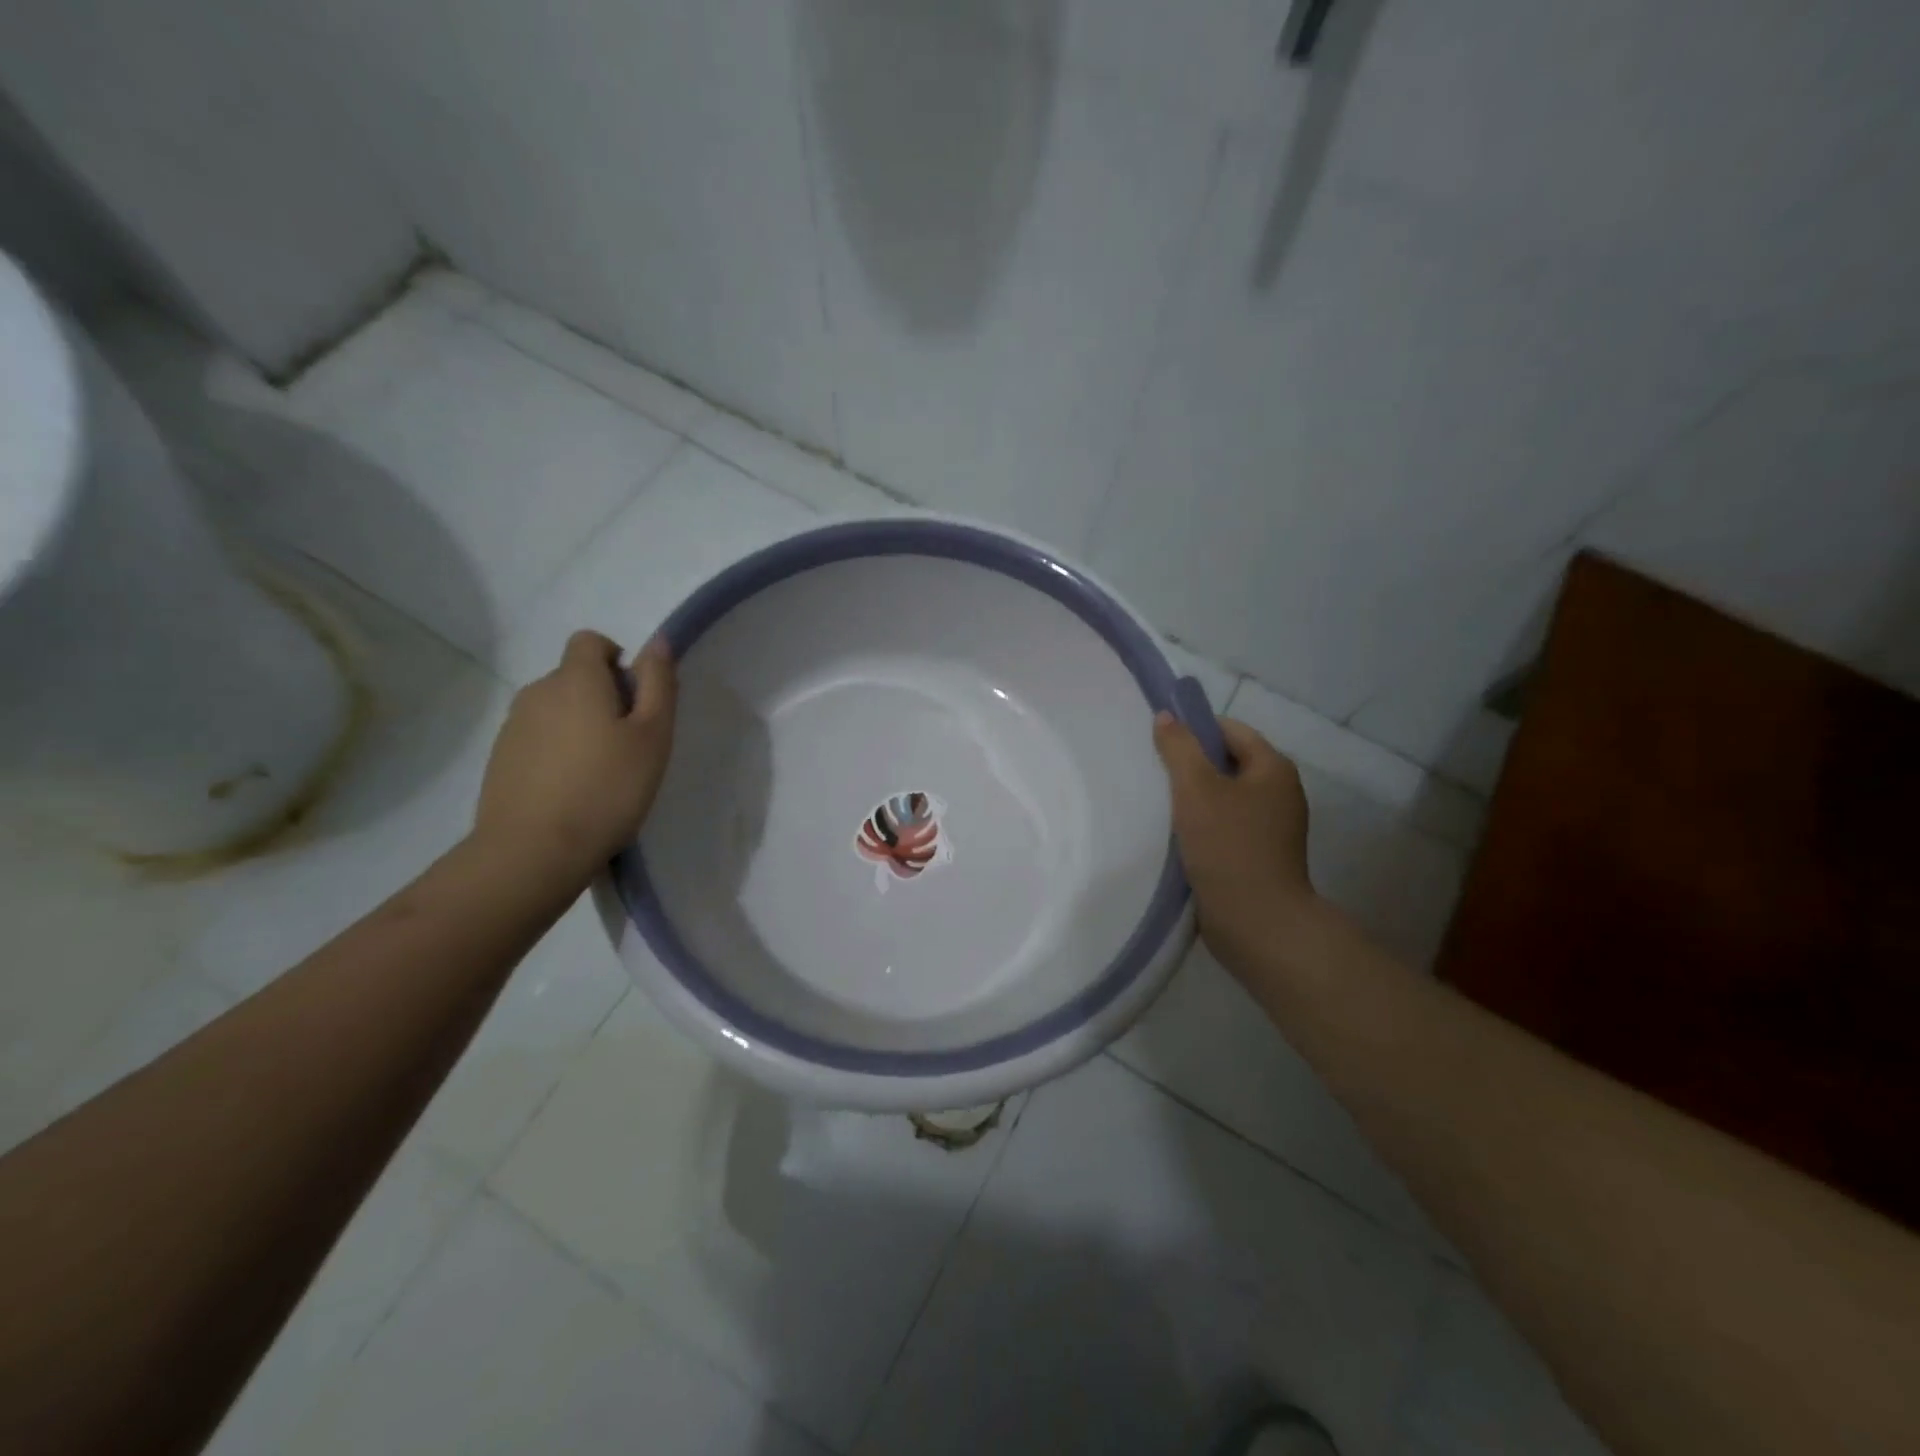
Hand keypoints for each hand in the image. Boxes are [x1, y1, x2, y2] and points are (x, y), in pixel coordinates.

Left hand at [474, 630, 677, 881]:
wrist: (533, 851)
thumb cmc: (607, 789)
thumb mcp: (653, 735)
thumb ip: (658, 683)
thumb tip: (657, 641)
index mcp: (576, 680)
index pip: (590, 641)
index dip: (616, 659)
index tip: (635, 699)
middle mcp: (538, 692)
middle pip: (574, 677)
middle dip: (602, 697)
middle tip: (629, 744)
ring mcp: (513, 727)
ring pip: (555, 710)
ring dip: (579, 726)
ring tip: (601, 773)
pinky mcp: (500, 760)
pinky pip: (537, 740)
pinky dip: (557, 753)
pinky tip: (573, 792)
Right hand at [1152, 713, 1317, 977]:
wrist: (1257, 922)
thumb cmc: (1228, 846)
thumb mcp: (1196, 788)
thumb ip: (1179, 748)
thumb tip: (1166, 717)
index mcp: (1273, 768)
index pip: (1230, 730)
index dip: (1194, 729)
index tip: (1159, 742)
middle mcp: (1279, 793)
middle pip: (1227, 763)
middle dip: (1190, 766)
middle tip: (1153, 773)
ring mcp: (1271, 827)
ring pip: (1224, 797)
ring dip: (1193, 799)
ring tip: (1158, 804)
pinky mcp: (1258, 856)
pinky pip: (1225, 826)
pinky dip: (1201, 825)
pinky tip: (1175, 835)